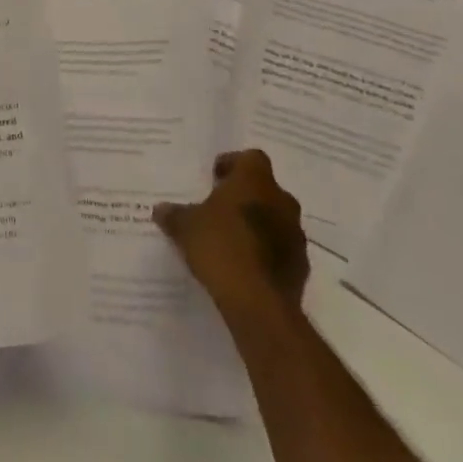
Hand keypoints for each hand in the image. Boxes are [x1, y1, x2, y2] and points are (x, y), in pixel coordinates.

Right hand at [154, 149, 309, 330]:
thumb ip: (174, 214)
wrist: (259, 304)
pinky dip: (267, 252)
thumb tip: (161, 209)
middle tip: (221, 209)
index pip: (251, 157)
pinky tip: (246, 266)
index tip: (215, 178)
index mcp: (254, 180)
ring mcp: (295, 234)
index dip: (233, 164)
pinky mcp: (301, 266)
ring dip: (259, 225)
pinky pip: (282, 249)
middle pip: (265, 188)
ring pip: (276, 219)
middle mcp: (281, 200)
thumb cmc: (220, 248)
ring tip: (232, 240)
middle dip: (245, 196)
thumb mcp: (185, 228)